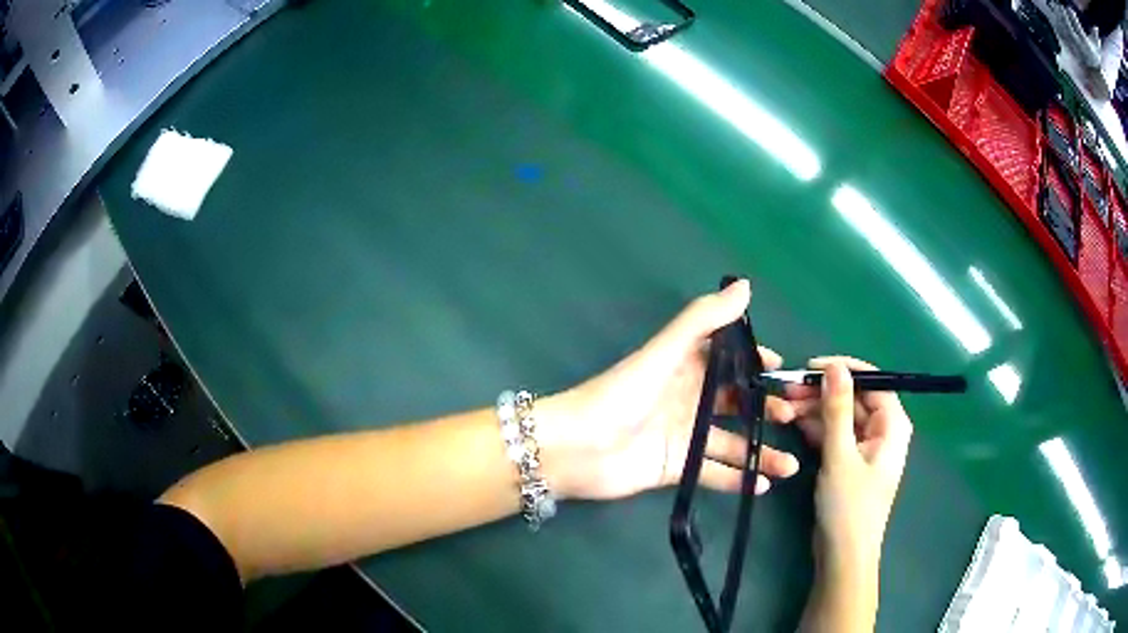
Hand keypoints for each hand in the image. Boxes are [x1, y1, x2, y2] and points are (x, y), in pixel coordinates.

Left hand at [537, 279, 799, 499]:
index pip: (731, 361)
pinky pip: (714, 473)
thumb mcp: (663, 353)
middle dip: (767, 409)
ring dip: (760, 451)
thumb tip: (745, 286)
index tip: (785, 372)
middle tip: (794, 419)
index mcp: (686, 367)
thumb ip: (703, 320)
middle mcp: (689, 399)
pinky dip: (738, 478)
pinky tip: (761, 484)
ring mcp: (684, 436)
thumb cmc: (620, 396)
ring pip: (732, 442)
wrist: (576, 449)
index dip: (758, 364)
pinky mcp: (677, 468)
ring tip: (789, 464)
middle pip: (737, 402)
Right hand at [787, 357, 912, 572]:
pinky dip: (817, 429)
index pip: (872, 381)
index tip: (808, 366)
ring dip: (815, 410)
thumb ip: (837, 409)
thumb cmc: (849, 506)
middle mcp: (882, 431)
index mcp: (892, 425)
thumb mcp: (841, 455)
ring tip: (784, 407)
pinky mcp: (850, 462)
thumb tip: (834, 366)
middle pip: (854, 399)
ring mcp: (865, 447)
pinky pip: (835, 435)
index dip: (842, 370)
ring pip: (841, 416)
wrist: (842, 556)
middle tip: (787, 390)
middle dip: (822, 392)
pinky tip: (794, 424)